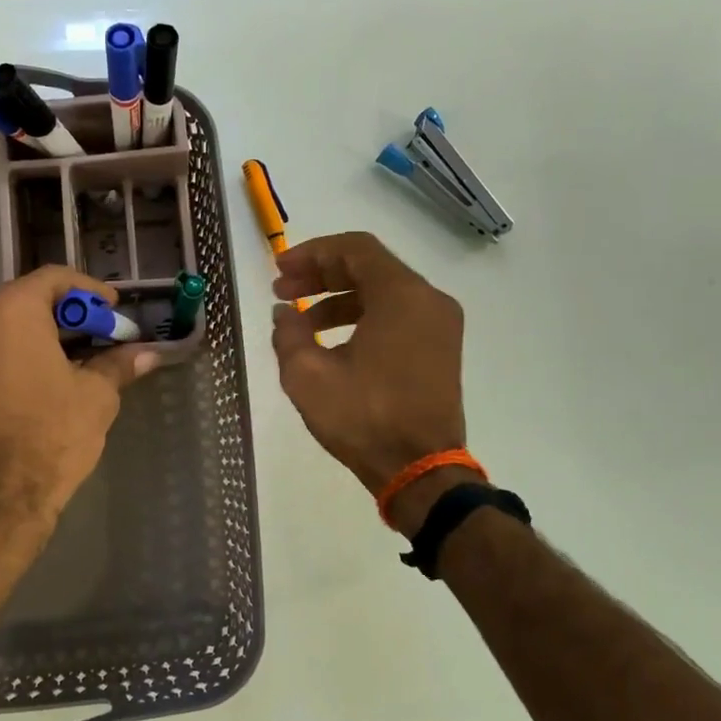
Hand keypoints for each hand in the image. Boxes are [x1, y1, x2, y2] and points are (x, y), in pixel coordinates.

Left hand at [0, 267, 157, 522]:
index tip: (112, 307)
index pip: (54, 279)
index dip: (89, 290)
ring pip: (1, 323)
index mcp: (10, 310)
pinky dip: (11, 351)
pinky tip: (37, 376)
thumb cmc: (52, 435)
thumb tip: (148, 354)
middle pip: (25, 298)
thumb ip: (118, 363)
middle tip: (96, 334)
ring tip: (70, 357)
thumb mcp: (96, 395)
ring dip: (37, 332)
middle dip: (64, 313)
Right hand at [272, 232, 468, 514]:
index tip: (280, 270)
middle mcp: (428, 300)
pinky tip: (330, 341)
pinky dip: (362, 317)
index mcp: (402, 296)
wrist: (420, 471)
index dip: (312, 253)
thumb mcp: (308, 376)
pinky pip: (397, 315)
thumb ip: (289, 333)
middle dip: (321, 275)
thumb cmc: (364, 419)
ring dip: (339, 299)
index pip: (355, 249)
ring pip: (383, 292)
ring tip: (300, 321)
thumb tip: (284, 312)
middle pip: (370, 267)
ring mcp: (439, 325)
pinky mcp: (440, 348)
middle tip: (282, 291)